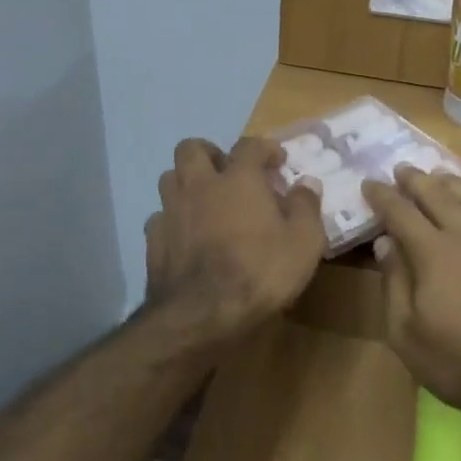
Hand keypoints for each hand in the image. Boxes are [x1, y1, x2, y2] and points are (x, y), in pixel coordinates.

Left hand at [144, 137, 325, 343]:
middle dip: (210, 153)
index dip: (264, 148)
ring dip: (187, 183)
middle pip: (192, 148)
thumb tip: (307, 183)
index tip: (277, 161)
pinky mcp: (153, 240)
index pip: (249, 145)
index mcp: (238, 179)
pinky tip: (186, 236)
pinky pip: (160, 217)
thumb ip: (306, 207)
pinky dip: (173, 220)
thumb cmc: (260, 273)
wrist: (202, 315)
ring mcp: (171, 211)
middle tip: (228, 174)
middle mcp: (199, 185)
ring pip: (169, 178)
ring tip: (205, 203)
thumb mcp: (304, 243)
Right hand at [363, 167, 460, 434]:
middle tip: (403, 168)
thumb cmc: (460, 363)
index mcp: (433, 254)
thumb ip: (394, 284)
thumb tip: (385, 243)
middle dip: (417, 181)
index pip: (400, 214)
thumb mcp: (406, 334)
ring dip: (456, 183)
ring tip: (442, 172)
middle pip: (439, 198)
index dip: (382, 197)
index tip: (369, 183)